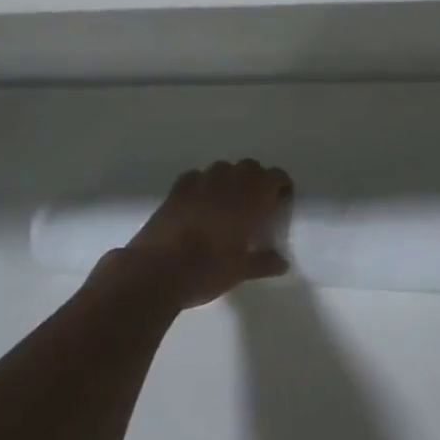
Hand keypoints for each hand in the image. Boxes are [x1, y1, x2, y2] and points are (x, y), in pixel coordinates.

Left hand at [95, 160, 293, 311]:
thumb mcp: (241, 271)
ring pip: (223, 168)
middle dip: (256, 180)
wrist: (156, 271)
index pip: (275, 176)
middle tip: (256, 204)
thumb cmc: (207, 270)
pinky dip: (203, 185)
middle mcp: (229, 182)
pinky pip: (196, 177)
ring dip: (230, 180)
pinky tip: (199, 203)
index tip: (281, 202)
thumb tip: (282, 263)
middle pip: (250, 167)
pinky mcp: (177, 189)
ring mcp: (200, 182)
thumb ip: (264, 263)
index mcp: (252, 198)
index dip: (280, 186)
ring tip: (227, 203)